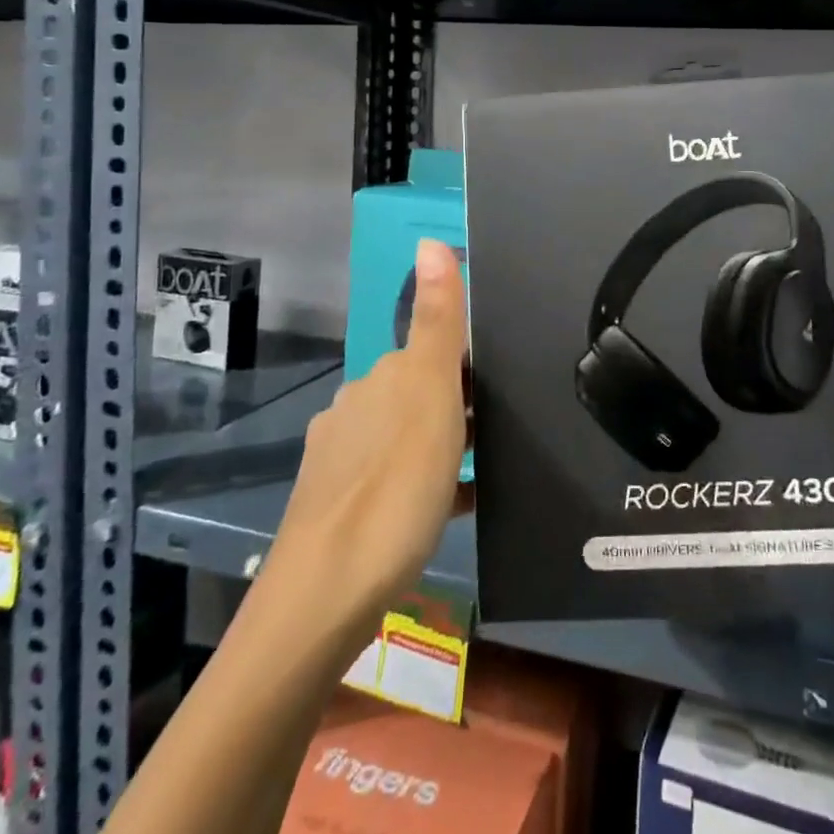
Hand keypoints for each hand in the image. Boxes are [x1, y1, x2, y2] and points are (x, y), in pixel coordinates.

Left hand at [265, 239, 469, 639]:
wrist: (327, 594)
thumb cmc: (394, 484)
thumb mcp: (430, 392)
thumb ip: (436, 319)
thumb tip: (429, 239)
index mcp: (380, 380)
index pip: (430, 353)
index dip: (470, 366)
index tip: (506, 390)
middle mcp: (354, 411)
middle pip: (417, 395)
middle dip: (458, 405)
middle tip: (503, 434)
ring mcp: (342, 463)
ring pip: (406, 440)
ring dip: (443, 446)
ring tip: (486, 471)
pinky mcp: (340, 512)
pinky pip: (396, 486)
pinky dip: (428, 488)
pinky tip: (455, 510)